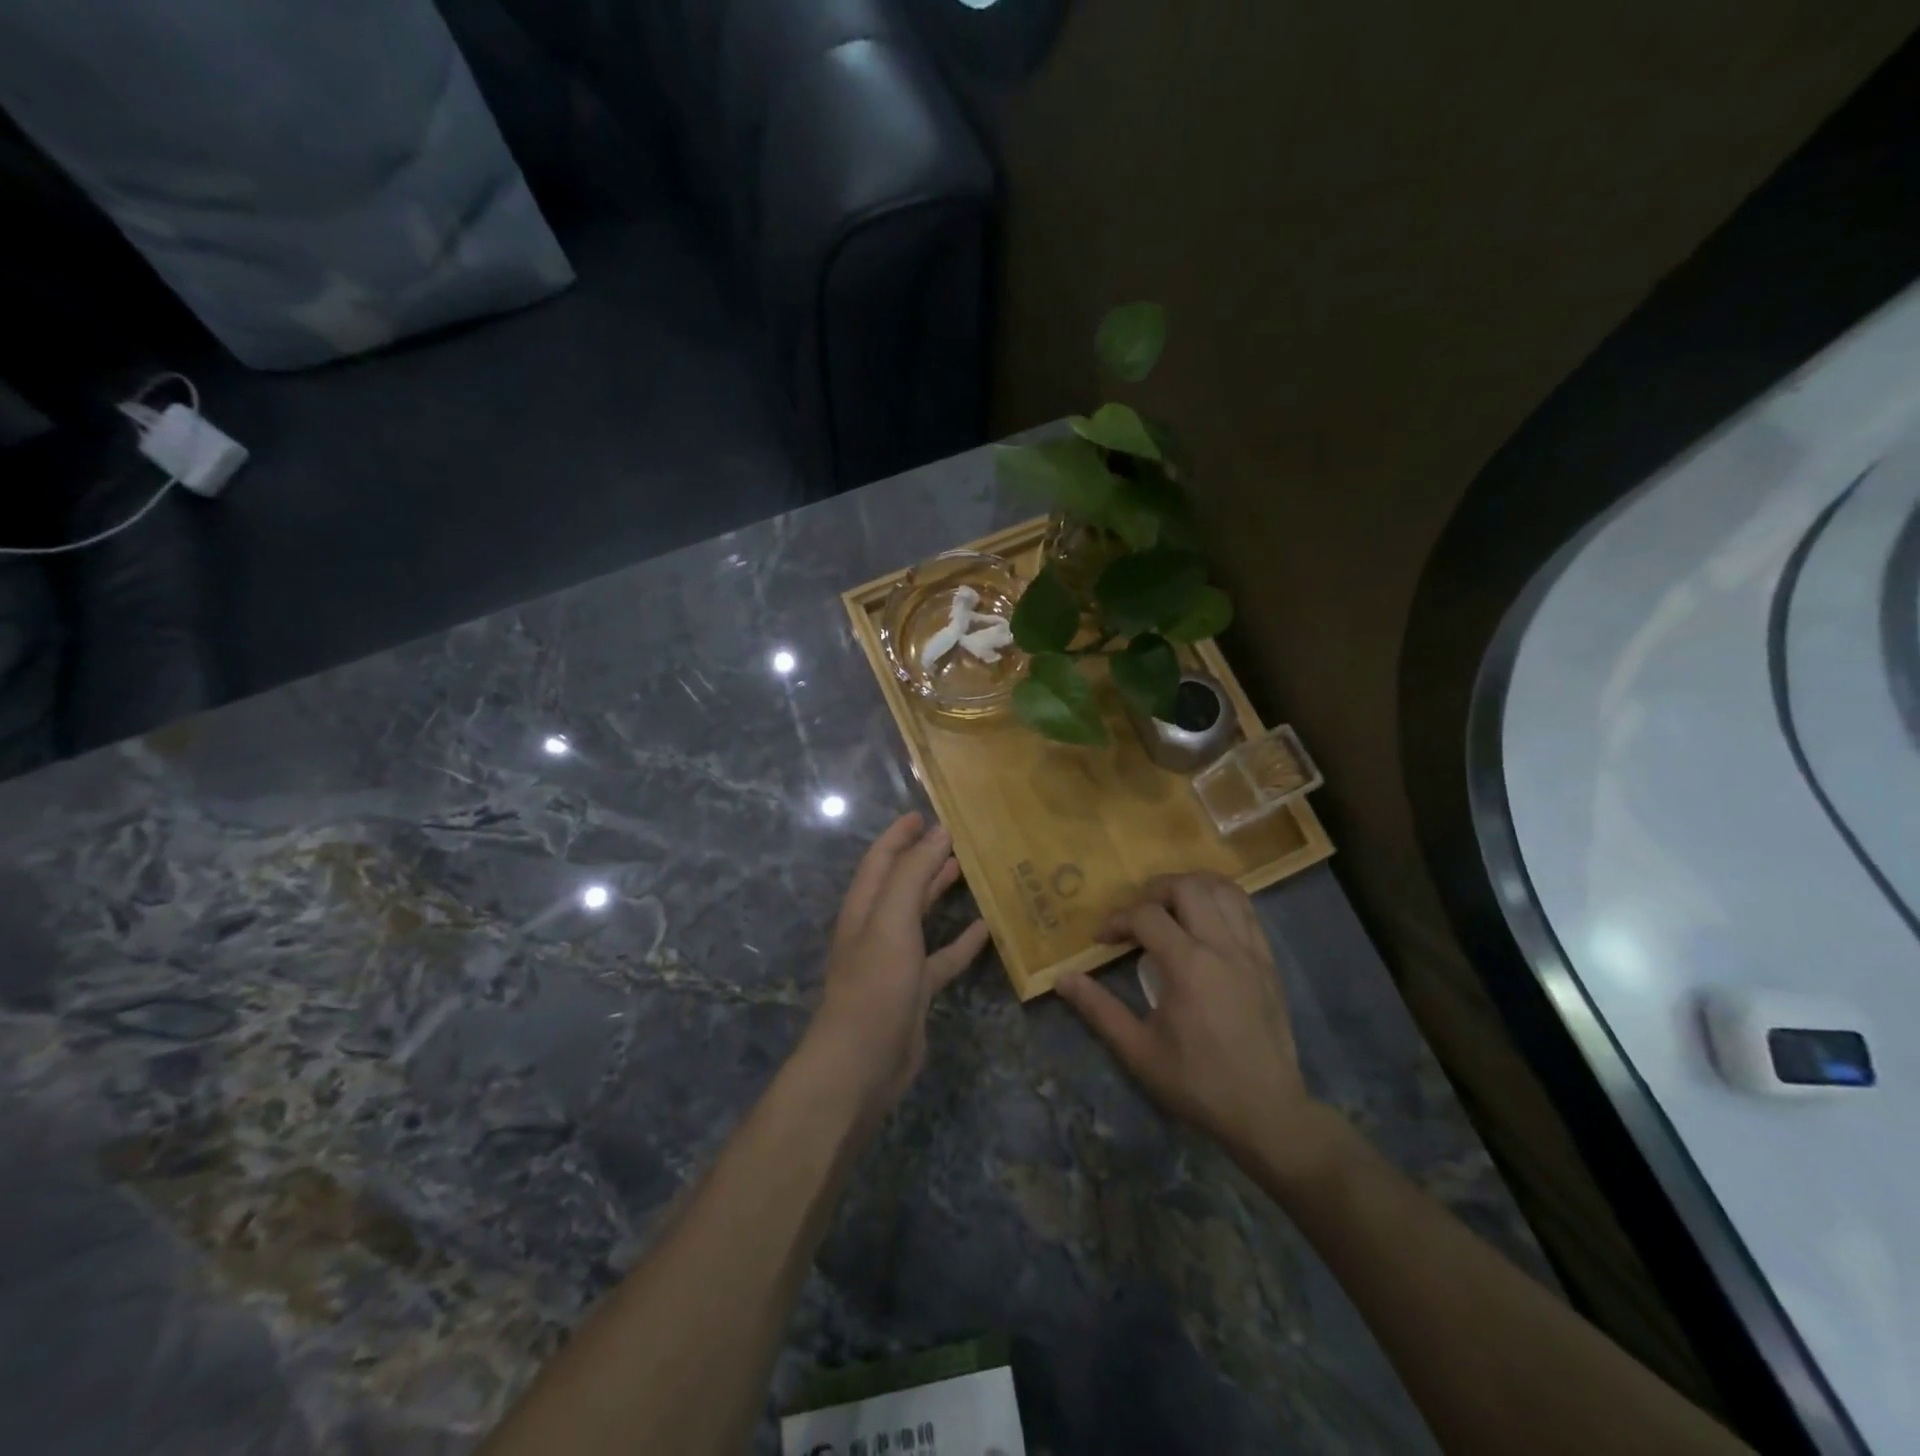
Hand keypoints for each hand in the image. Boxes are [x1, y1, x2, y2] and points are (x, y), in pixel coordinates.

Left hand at [806, 813, 990, 1120]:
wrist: (862, 1063)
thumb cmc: (874, 983)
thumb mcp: (891, 920)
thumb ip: (913, 873)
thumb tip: (939, 832)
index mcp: (864, 907)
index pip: (881, 859)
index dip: (899, 835)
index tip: (923, 813)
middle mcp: (877, 928)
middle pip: (901, 882)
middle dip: (922, 857)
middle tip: (954, 836)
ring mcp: (896, 960)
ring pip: (920, 916)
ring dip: (939, 891)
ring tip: (968, 869)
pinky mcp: (916, 989)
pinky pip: (942, 957)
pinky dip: (961, 941)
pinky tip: (985, 928)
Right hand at [1056, 872, 1338, 1179]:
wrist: (1267, 1112)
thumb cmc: (1197, 1082)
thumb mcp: (1138, 1051)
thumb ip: (1099, 1009)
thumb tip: (1062, 978)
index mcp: (1188, 966)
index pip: (1146, 915)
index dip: (1117, 920)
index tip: (1102, 940)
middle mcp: (1222, 946)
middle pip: (1187, 886)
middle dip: (1154, 891)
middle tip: (1137, 915)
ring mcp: (1251, 951)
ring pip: (1223, 889)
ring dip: (1191, 888)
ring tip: (1171, 908)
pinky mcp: (1269, 962)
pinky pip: (1247, 911)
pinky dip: (1222, 901)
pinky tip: (1206, 920)